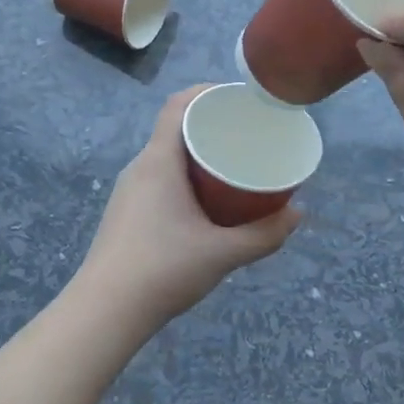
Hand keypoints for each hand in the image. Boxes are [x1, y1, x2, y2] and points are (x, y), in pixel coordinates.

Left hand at [75, 87, 300, 332]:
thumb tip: (298, 214)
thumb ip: (264, 235)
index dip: (207, 92)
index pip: (178, 105)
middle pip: (175, 129)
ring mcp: (129, 192)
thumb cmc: (163, 270)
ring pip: (167, 158)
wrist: (105, 311)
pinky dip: (185, 177)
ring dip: (198, 155)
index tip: (240, 98)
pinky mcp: (126, 213)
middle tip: (247, 135)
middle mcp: (139, 168)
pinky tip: (205, 202)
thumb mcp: (222, 253)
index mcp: (158, 162)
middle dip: (211, 126)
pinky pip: (159, 179)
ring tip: (232, 167)